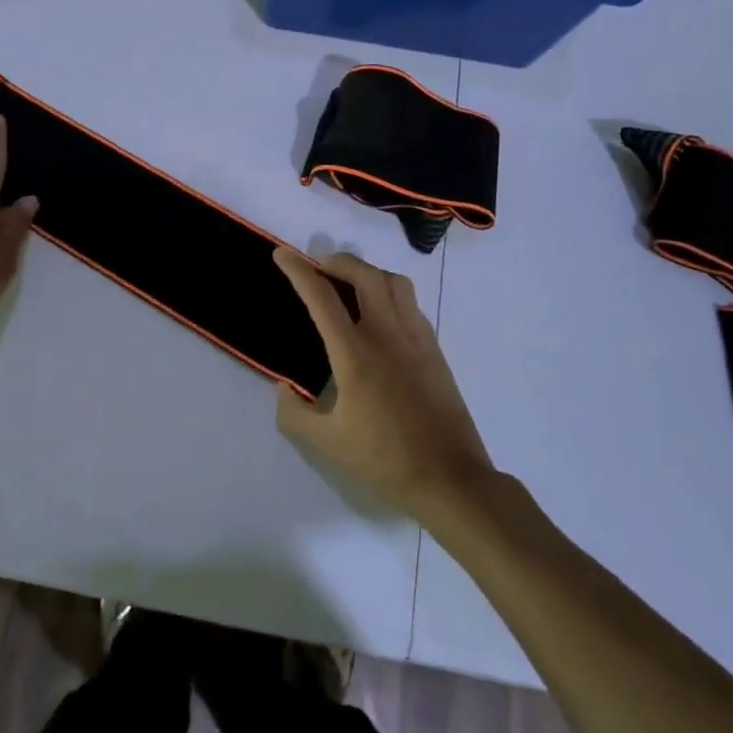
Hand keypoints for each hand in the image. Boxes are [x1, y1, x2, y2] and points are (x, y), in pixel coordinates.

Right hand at [272, 247, 495, 518]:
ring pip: (394, 282)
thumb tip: (282, 388)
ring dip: (367, 272)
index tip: (282, 254)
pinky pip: (410, 304)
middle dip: (338, 261)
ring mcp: (416, 338)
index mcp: (355, 354)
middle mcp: (387, 334)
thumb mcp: (326, 443)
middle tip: (318, 267)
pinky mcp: (434, 350)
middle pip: (364, 275)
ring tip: (350, 284)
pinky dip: (389, 292)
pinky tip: (380, 314)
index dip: (298, 271)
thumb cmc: (384, 460)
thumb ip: (294, 413)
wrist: (450, 479)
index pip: (321, 298)